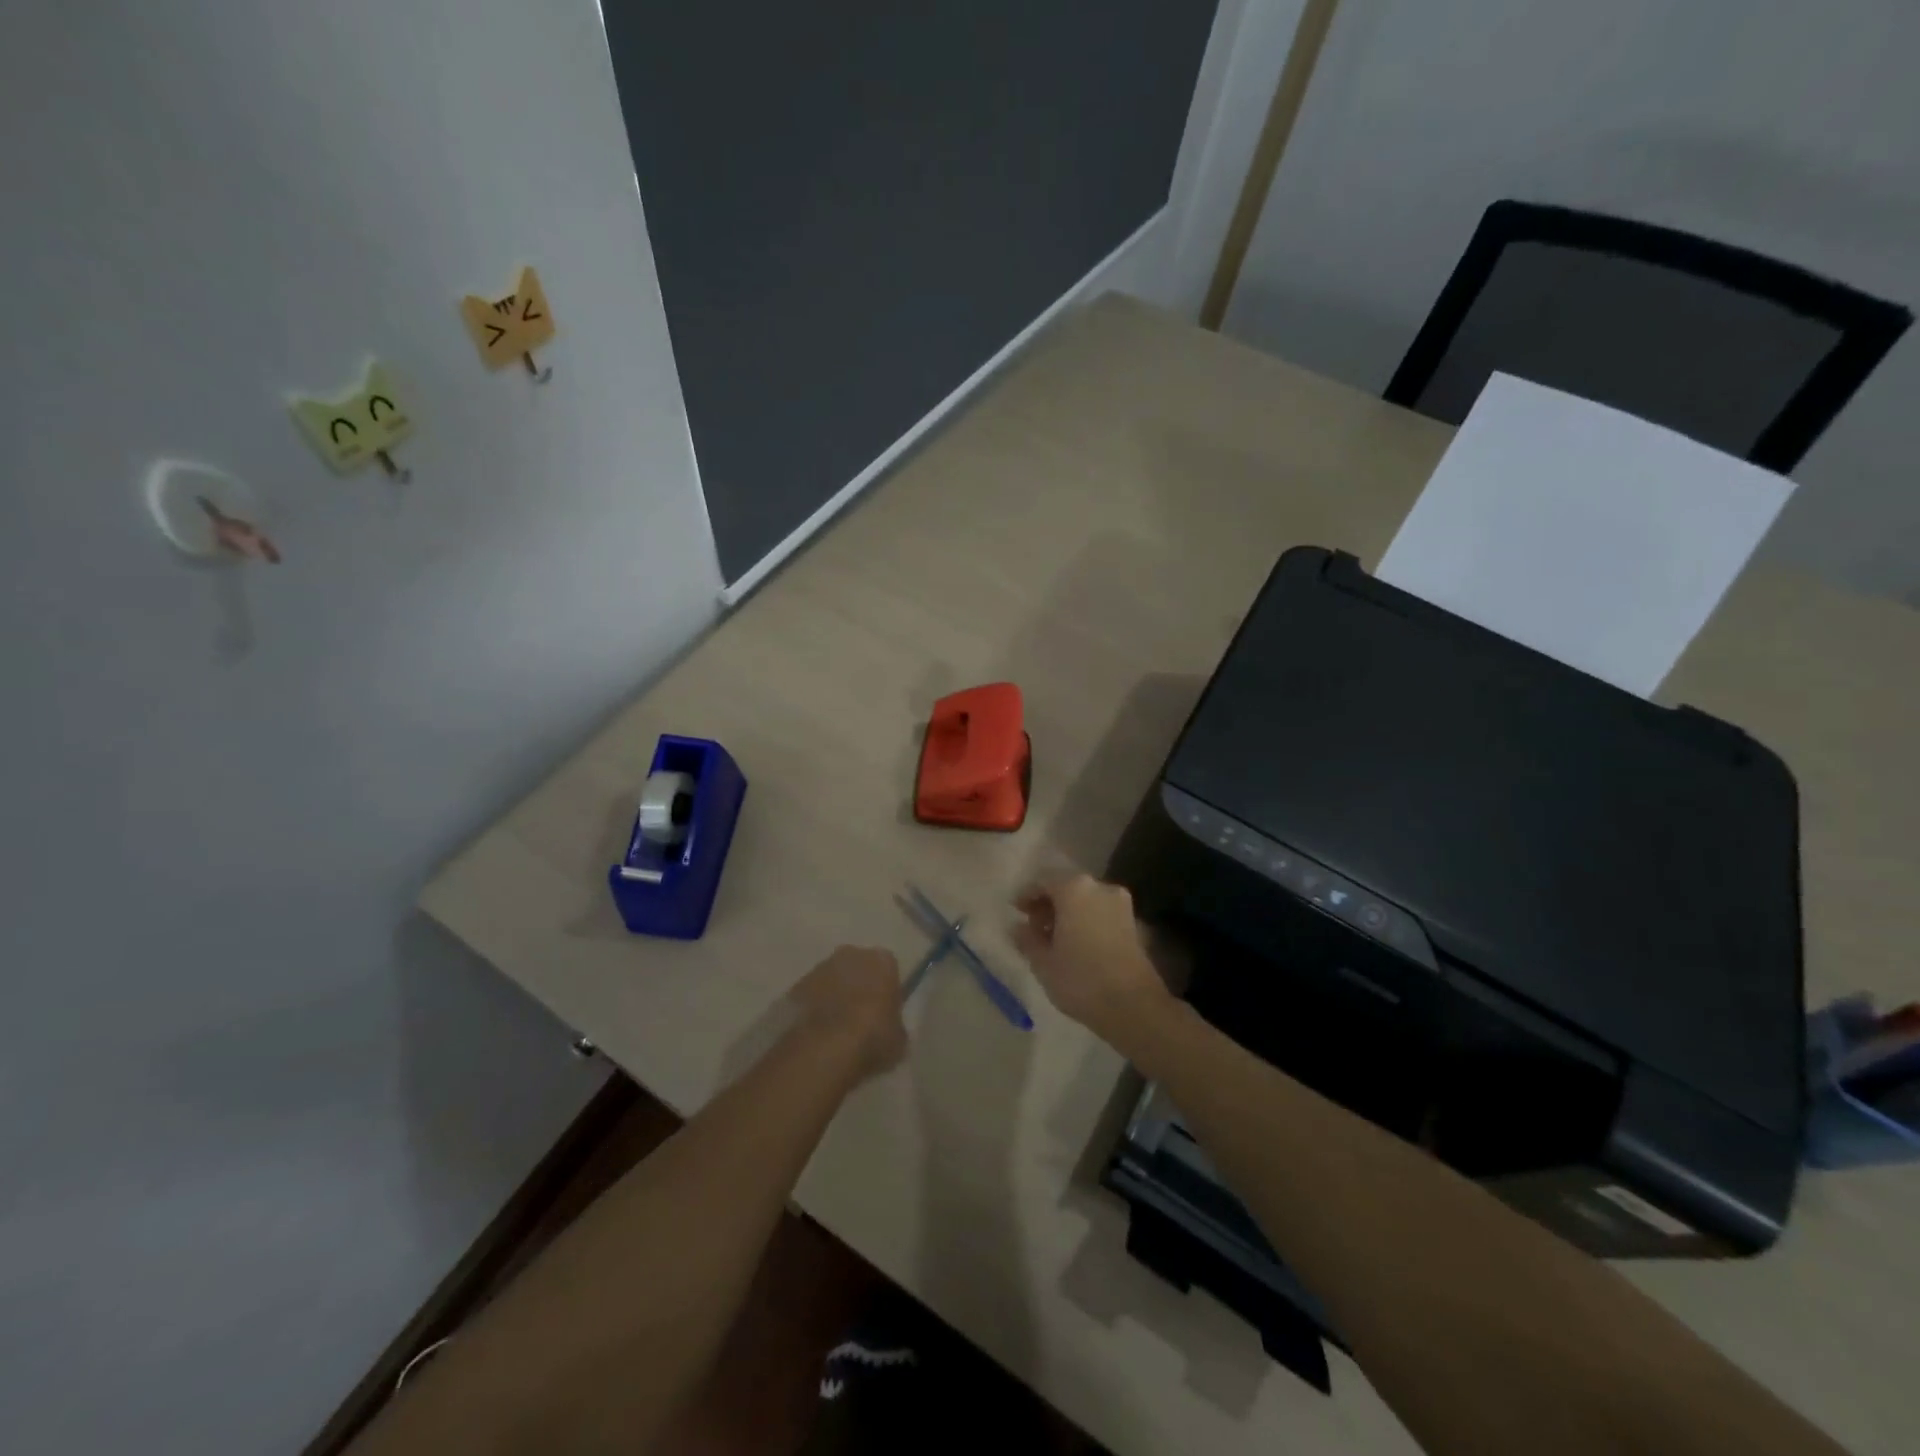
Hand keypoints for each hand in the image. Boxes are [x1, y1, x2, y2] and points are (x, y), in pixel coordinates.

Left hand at [788, 945, 907, 1080]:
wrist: (822, 1049)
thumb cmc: (872, 1038)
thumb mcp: (898, 1038)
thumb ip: (894, 1023)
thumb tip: (888, 1025)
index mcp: (882, 961)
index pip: (888, 968)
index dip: (886, 990)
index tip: (884, 1010)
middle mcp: (851, 954)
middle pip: (858, 967)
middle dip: (859, 985)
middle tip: (860, 1017)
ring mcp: (820, 968)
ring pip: (833, 979)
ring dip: (835, 995)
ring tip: (836, 1027)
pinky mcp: (796, 986)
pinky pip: (812, 994)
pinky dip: (814, 1007)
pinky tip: (817, 1031)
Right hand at [1010, 874, 1172, 1051]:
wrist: (1134, 1006)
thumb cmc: (1081, 979)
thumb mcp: (1043, 962)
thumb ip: (1027, 939)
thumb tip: (1017, 927)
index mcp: (1074, 888)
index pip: (1043, 880)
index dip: (1026, 895)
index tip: (1015, 911)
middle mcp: (1099, 887)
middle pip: (1066, 887)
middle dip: (1047, 904)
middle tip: (1032, 927)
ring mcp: (1120, 904)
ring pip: (1084, 900)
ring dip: (1066, 913)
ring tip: (1052, 939)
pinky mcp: (1132, 923)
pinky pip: (1099, 912)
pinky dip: (1084, 921)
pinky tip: (1074, 945)